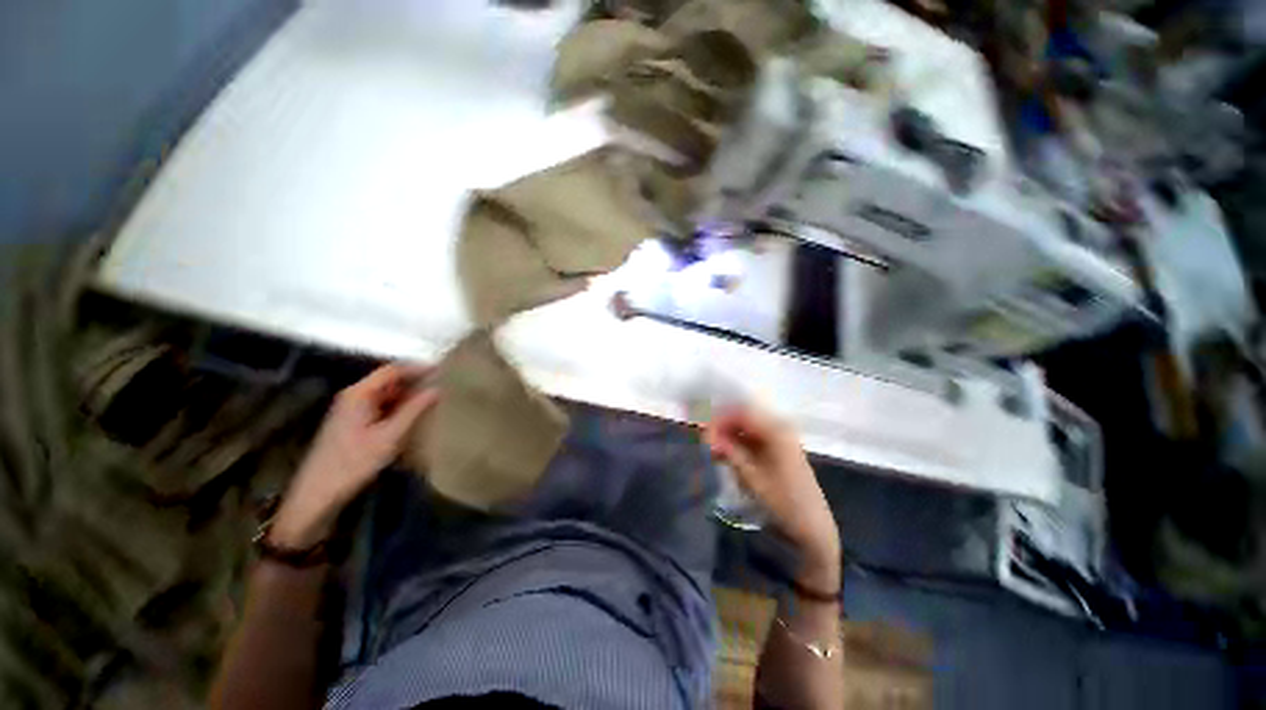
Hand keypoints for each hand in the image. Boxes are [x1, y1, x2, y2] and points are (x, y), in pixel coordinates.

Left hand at [271, 364, 438, 548]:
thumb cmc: (354, 462)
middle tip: (443, 385)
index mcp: (359, 394)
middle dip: (415, 381)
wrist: (318, 493)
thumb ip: (414, 409)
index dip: (418, 368)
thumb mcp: (390, 436)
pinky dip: (399, 407)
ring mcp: (352, 409)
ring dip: (408, 395)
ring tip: (434, 398)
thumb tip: (437, 389)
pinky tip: (415, 415)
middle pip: (389, 380)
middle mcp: (354, 396)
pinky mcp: (353, 422)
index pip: (392, 370)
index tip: (443, 370)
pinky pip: (381, 406)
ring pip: (386, 394)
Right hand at [704, 406, 839, 585]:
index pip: (741, 413)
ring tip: (712, 452)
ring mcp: (779, 438)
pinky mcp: (777, 450)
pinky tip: (724, 456)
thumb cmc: (782, 502)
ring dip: (727, 436)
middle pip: (743, 417)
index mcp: (776, 430)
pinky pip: (752, 438)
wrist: (812, 528)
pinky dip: (737, 444)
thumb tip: (706, 433)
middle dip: (722, 427)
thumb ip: (728, 450)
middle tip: (704, 442)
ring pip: (746, 428)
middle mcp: (779, 427)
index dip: (719, 419)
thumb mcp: (751, 476)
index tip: (702, 434)